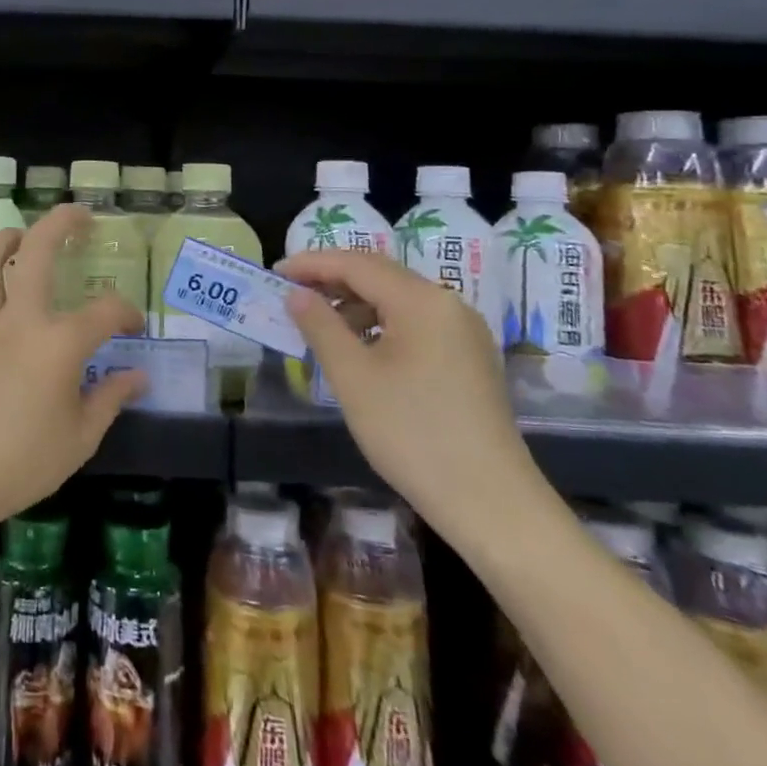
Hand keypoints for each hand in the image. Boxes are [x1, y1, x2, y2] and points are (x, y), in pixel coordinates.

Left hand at [0, 203, 146, 535]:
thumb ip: (110, 400)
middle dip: (60, 223)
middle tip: (80, 216)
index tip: (133, 326)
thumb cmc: (21, 464)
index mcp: (59, 344)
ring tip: (19, 235)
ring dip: (3, 239)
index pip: (104, 312)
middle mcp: (19, 321)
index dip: (125, 313)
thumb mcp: (80, 439)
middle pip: (36, 252)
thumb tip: (138, 377)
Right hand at [276, 249, 546, 549]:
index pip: (357, 264)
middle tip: (290, 290)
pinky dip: (380, 323)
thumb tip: (297, 294)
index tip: (275, 271)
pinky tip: (359, 347)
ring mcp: (464, 331)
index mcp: (422, 301)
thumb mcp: (353, 378)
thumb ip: (320, 326)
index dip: (312, 263)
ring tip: (319, 322)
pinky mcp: (469, 357)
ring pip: (398, 299)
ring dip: (355, 302)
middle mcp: (448, 304)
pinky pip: (415, 322)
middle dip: (332, 278)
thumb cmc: (413, 434)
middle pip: (380, 274)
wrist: (491, 503)